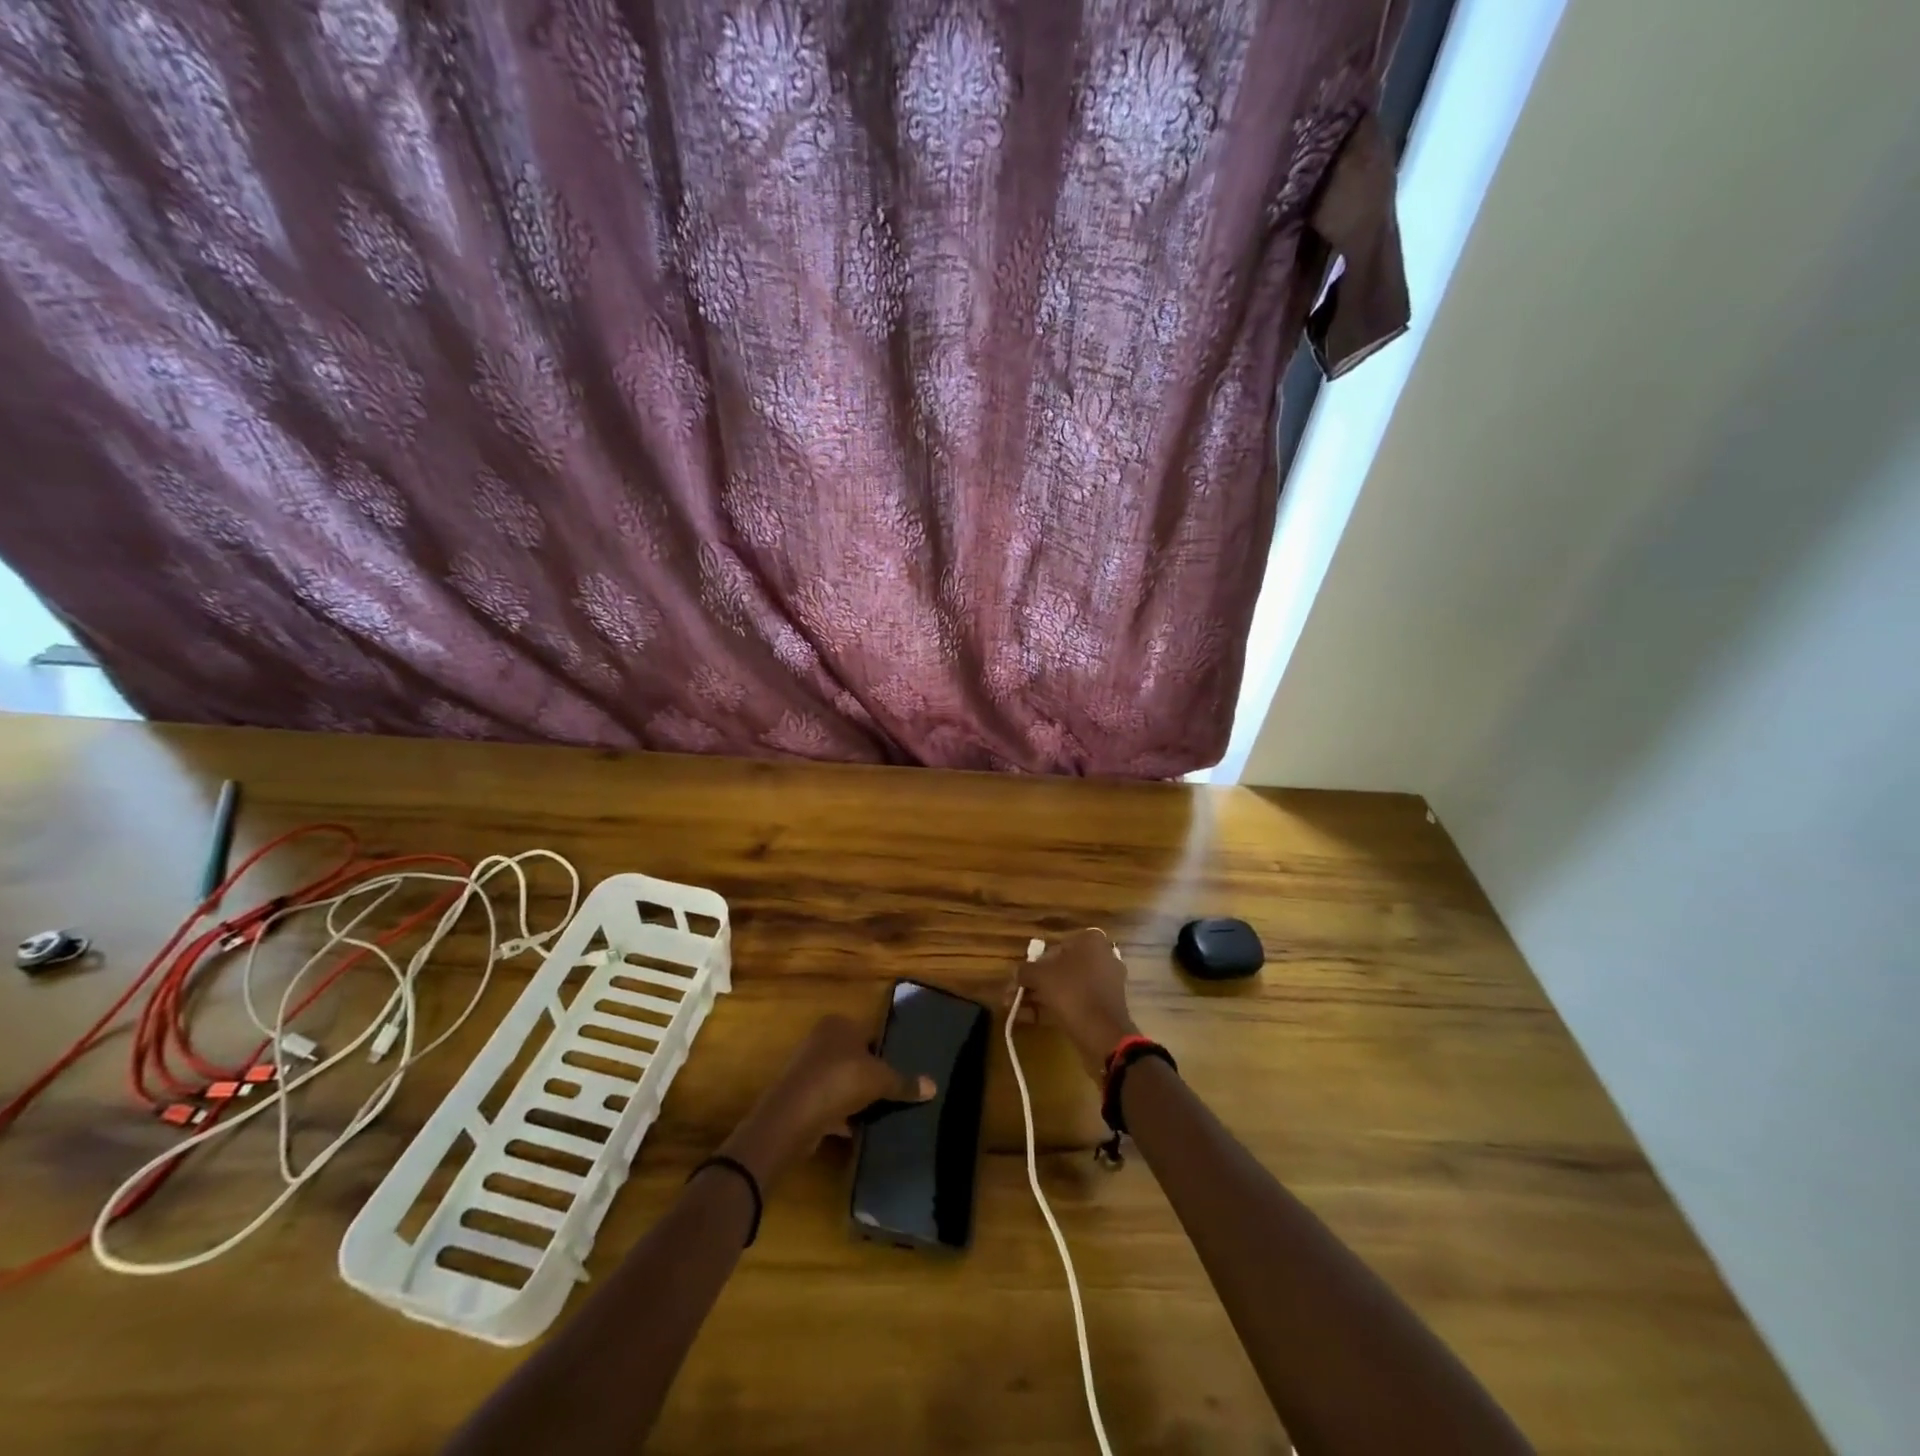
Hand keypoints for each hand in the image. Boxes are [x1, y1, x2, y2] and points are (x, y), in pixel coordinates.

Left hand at [719, 1014, 933, 1186]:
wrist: (794, 1115)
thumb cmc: (841, 1080)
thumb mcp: (881, 1080)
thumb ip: (905, 1083)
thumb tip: (934, 1086)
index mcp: (838, 1024)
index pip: (868, 1033)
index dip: (884, 1050)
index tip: (899, 1070)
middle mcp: (819, 1040)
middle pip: (853, 1057)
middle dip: (868, 1075)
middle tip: (891, 1093)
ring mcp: (806, 1069)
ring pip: (839, 1082)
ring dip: (853, 1097)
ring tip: (877, 1113)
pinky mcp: (799, 1097)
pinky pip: (826, 1104)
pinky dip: (840, 1116)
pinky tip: (856, 1131)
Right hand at [1006, 927, 1139, 1079]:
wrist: (1102, 1034)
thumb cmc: (1072, 992)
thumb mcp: (1040, 976)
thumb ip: (1025, 970)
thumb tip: (1018, 974)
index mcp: (1091, 942)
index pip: (1056, 945)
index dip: (1036, 961)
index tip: (1023, 976)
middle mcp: (1102, 958)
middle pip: (1060, 968)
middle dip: (1034, 983)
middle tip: (1014, 995)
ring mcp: (1105, 984)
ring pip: (1066, 987)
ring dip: (1039, 997)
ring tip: (1015, 1010)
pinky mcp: (1104, 1008)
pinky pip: (1075, 1002)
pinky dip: (1053, 1008)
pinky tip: (1029, 1019)